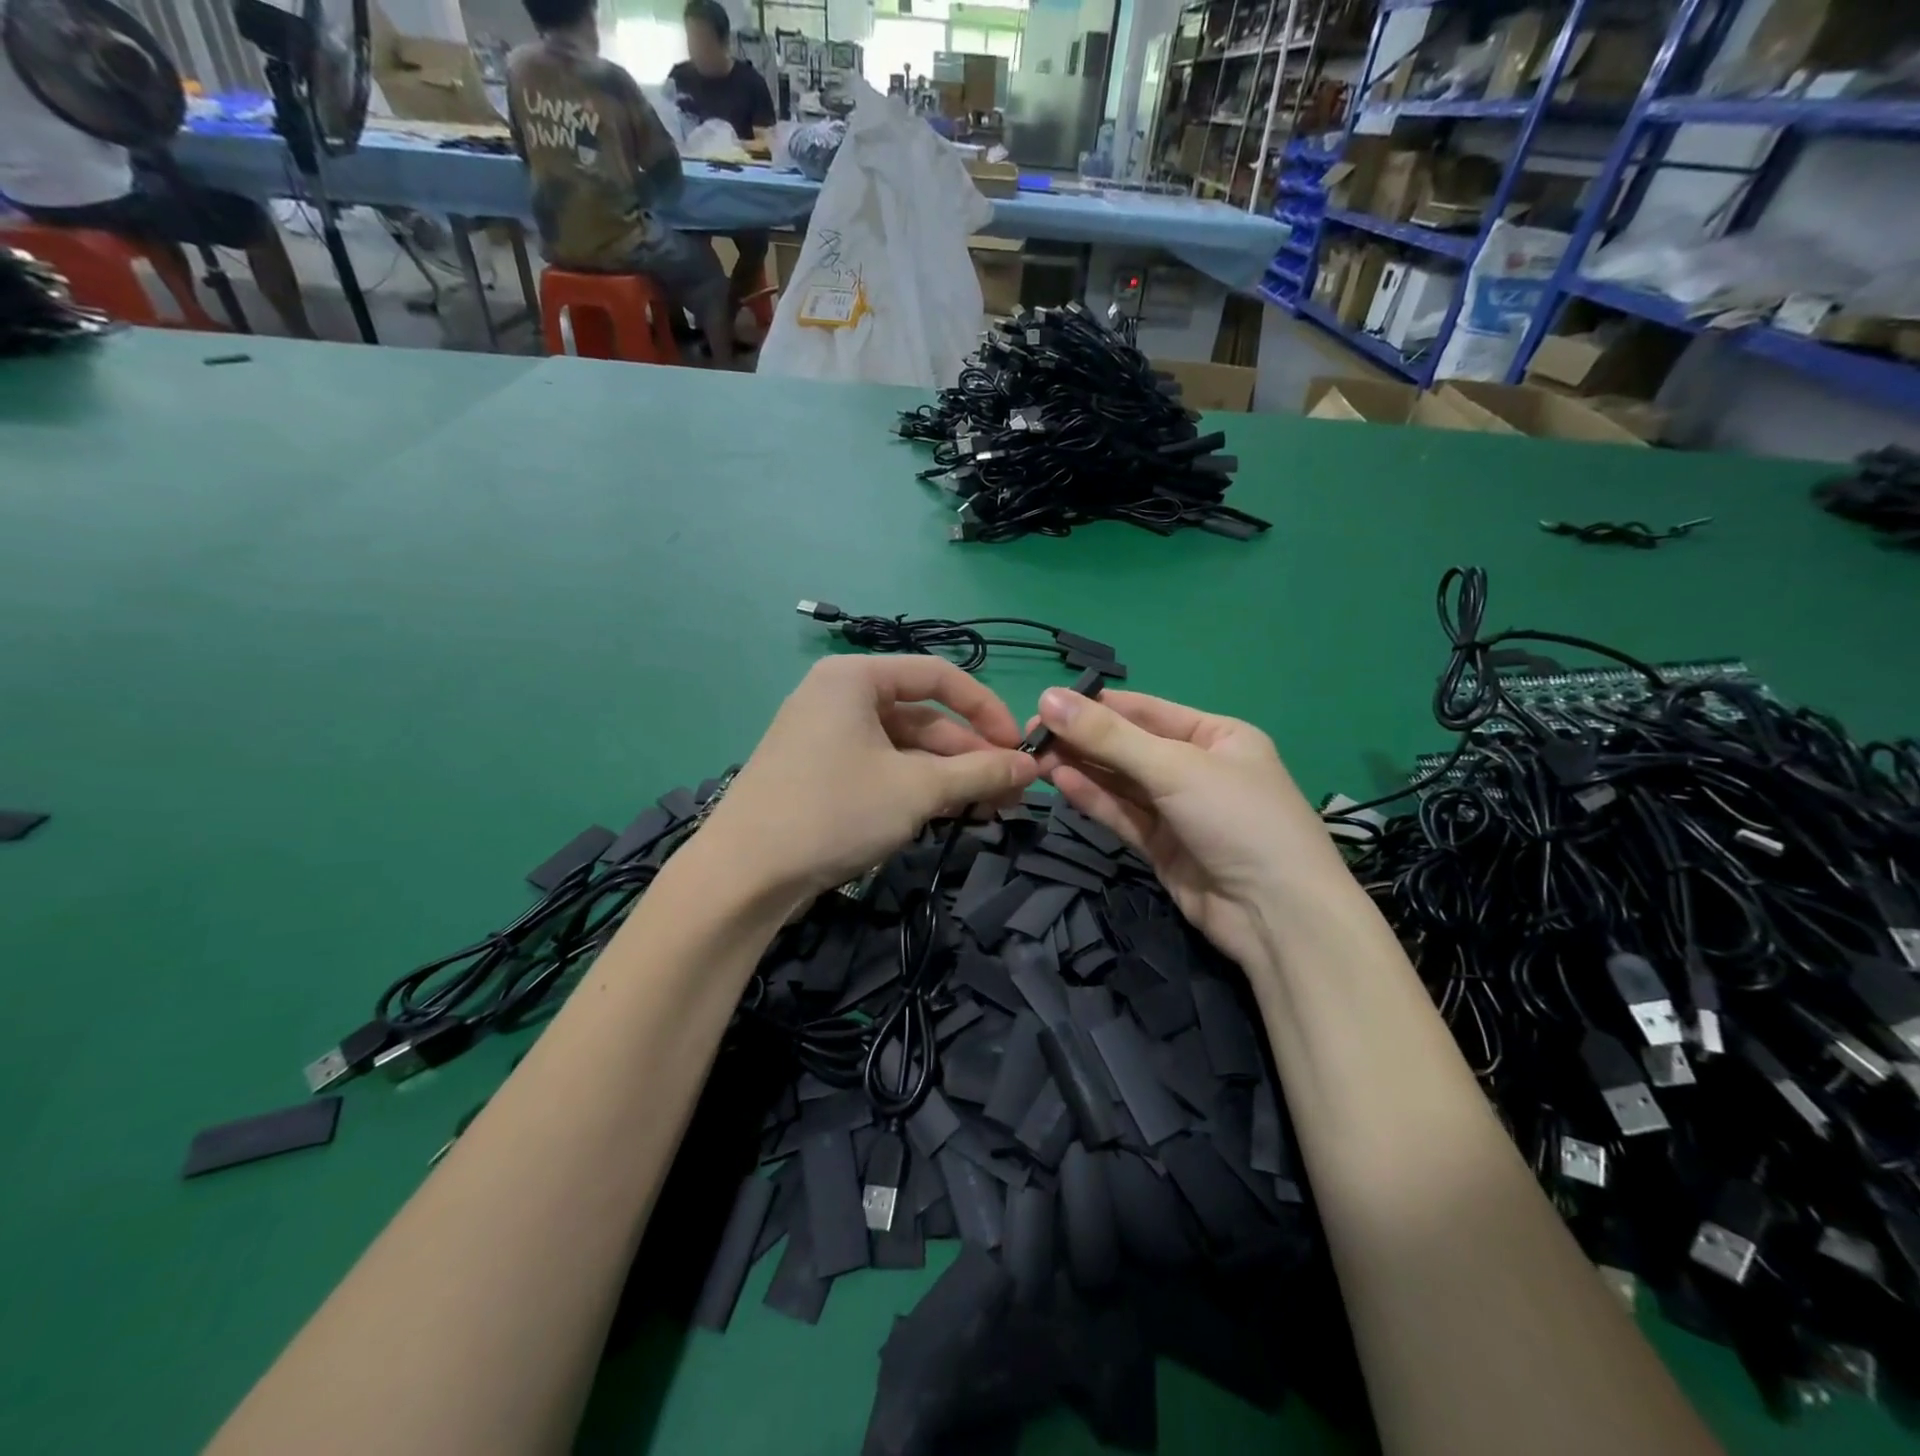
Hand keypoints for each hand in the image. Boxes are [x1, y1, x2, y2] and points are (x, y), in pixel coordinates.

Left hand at [702, 657, 1038, 901]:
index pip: (938, 676)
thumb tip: (1031, 766)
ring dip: (950, 777)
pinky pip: (883, 769)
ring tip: (992, 810)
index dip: (986, 709)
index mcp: (855, 678)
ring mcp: (828, 737)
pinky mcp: (822, 774)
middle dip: (971, 755)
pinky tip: (952, 814)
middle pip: (923, 717)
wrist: (743, 876)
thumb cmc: (834, 812)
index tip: (1019, 747)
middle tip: (1013, 792)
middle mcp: (840, 697)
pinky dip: (918, 789)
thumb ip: (979, 772)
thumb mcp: (916, 790)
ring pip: (905, 749)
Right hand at [1028, 688, 1351, 971]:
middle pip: (1129, 747)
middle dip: (1083, 740)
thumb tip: (1048, 698)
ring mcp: (1180, 810)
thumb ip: (1108, 736)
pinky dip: (1094, 799)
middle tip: (1029, 737)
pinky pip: (1123, 814)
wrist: (1277, 916)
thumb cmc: (1237, 818)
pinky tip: (1061, 783)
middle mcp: (1198, 768)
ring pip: (1122, 782)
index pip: (1145, 711)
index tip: (1044, 704)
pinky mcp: (1163, 847)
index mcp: (1216, 735)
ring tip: (1035, 758)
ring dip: (1082, 769)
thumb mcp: (1174, 766)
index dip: (1095, 707)